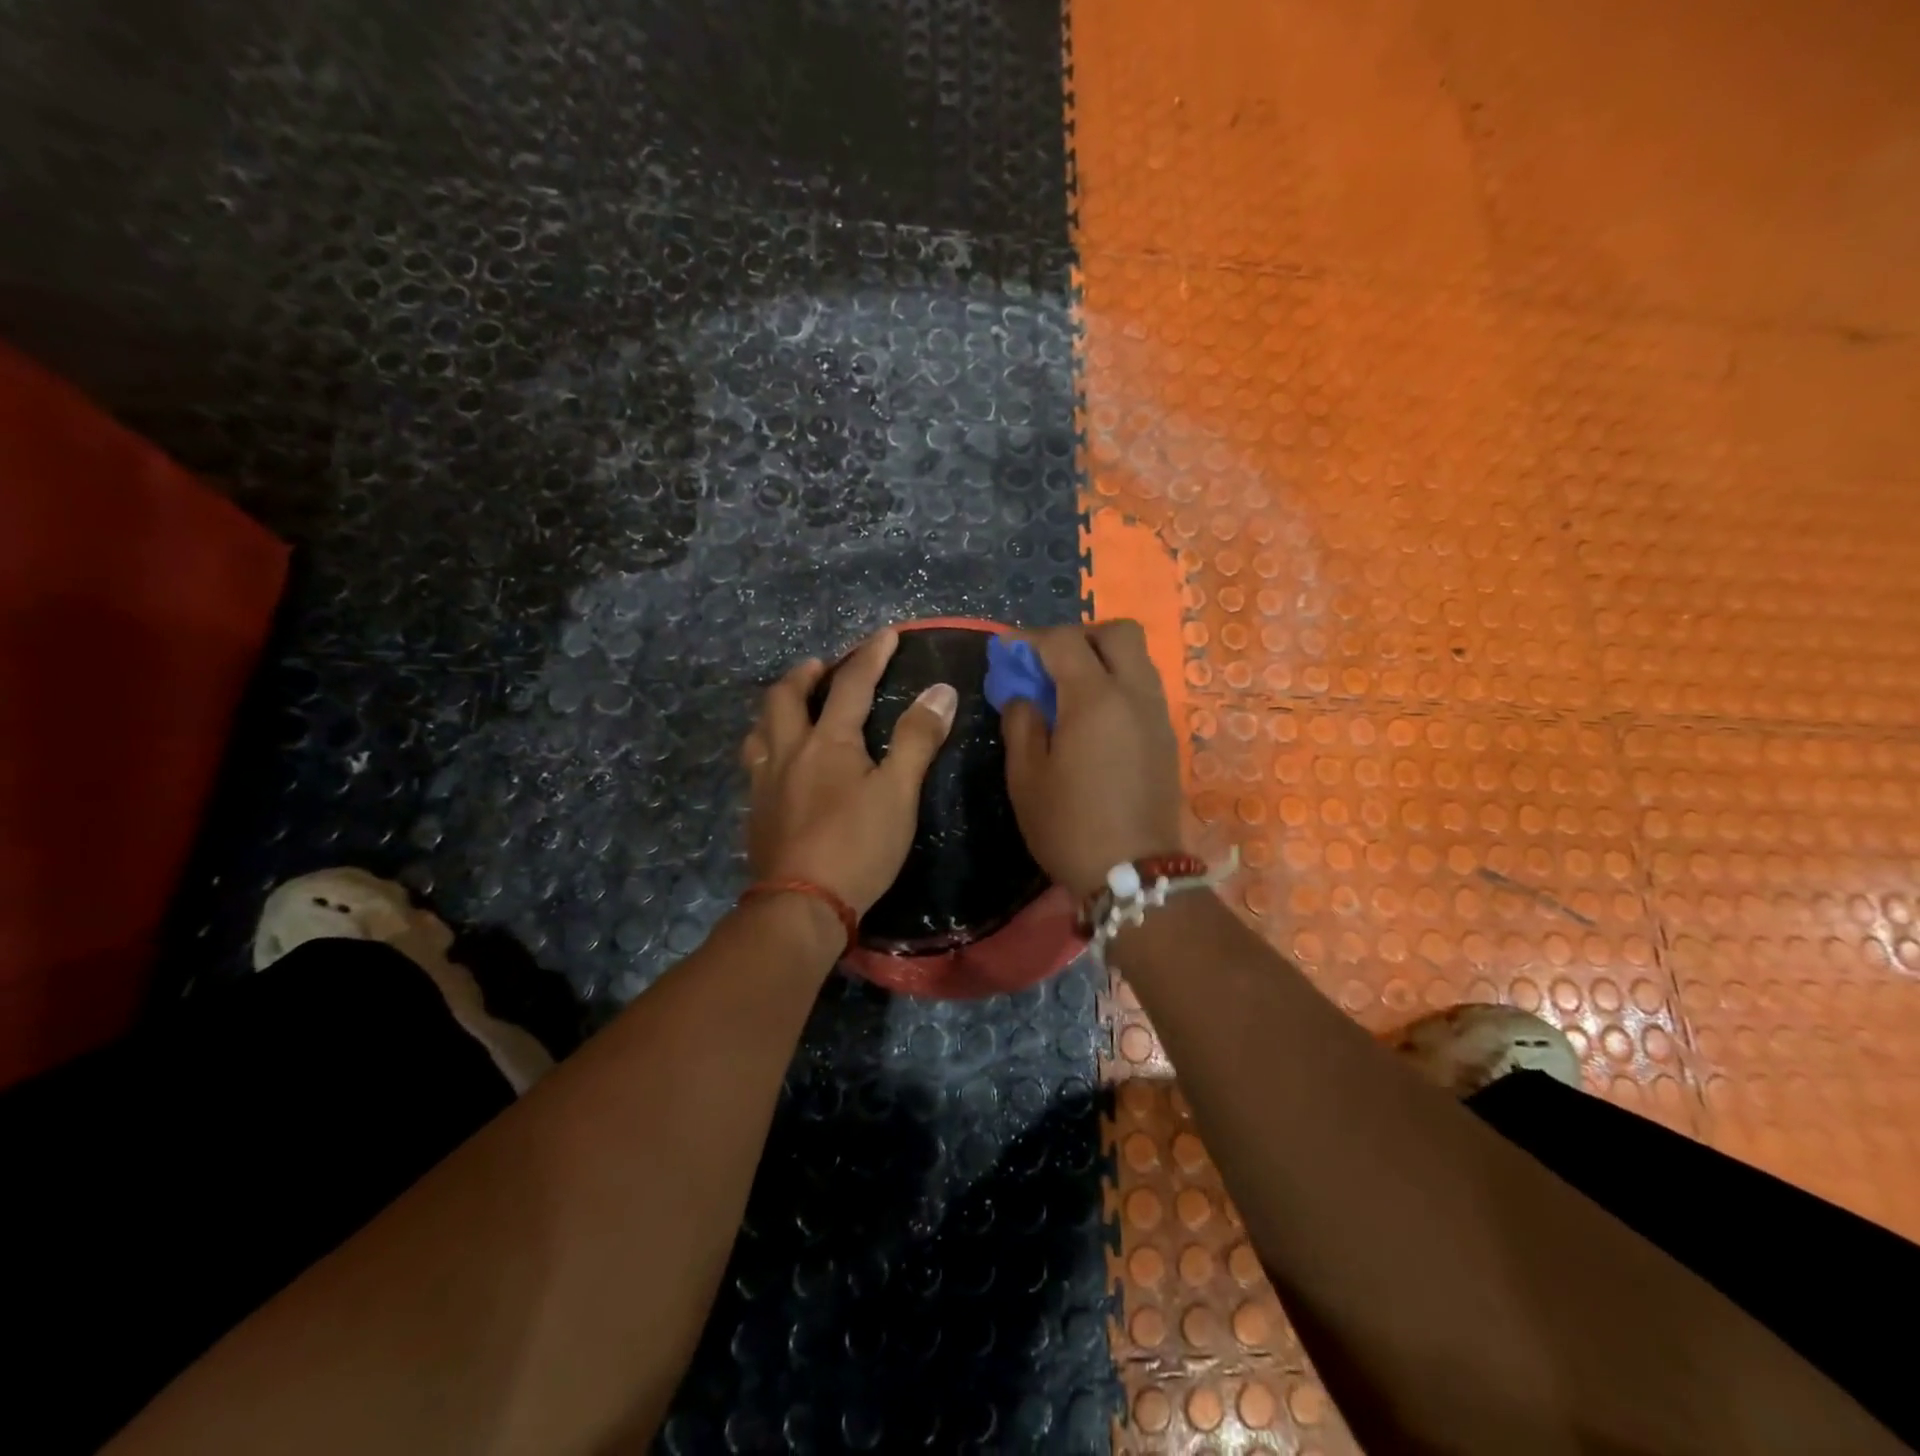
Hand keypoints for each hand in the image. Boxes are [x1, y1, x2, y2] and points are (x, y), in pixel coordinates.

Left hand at [742, 630, 958, 914]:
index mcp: (827, 742)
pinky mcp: (755, 812)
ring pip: (760, 729)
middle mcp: (788, 752)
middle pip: (784, 697)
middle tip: (821, 667)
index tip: (886, 634)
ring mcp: (764, 783)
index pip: (850, 685)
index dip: (870, 655)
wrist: (801, 906)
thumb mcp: (898, 793)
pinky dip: (767, 746)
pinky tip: (778, 763)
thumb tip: (940, 690)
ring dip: (777, 708)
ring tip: (792, 707)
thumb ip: (918, 739)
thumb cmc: (857, 846)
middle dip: (805, 674)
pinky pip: (754, 763)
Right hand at [1002, 620, 1184, 898]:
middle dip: (1080, 635)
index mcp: (1095, 698)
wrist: (1135, 875)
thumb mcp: (1025, 777)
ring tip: (1070, 689)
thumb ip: (1021, 723)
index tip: (1007, 650)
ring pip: (1137, 659)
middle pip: (1118, 633)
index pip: (1064, 641)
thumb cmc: (1069, 826)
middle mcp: (1135, 694)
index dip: (1030, 638)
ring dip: (1103, 658)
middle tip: (1049, 662)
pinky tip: (1094, 718)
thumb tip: (1024, 696)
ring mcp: (1158, 715)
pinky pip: (1144, 688)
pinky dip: (1118, 684)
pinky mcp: (1168, 737)